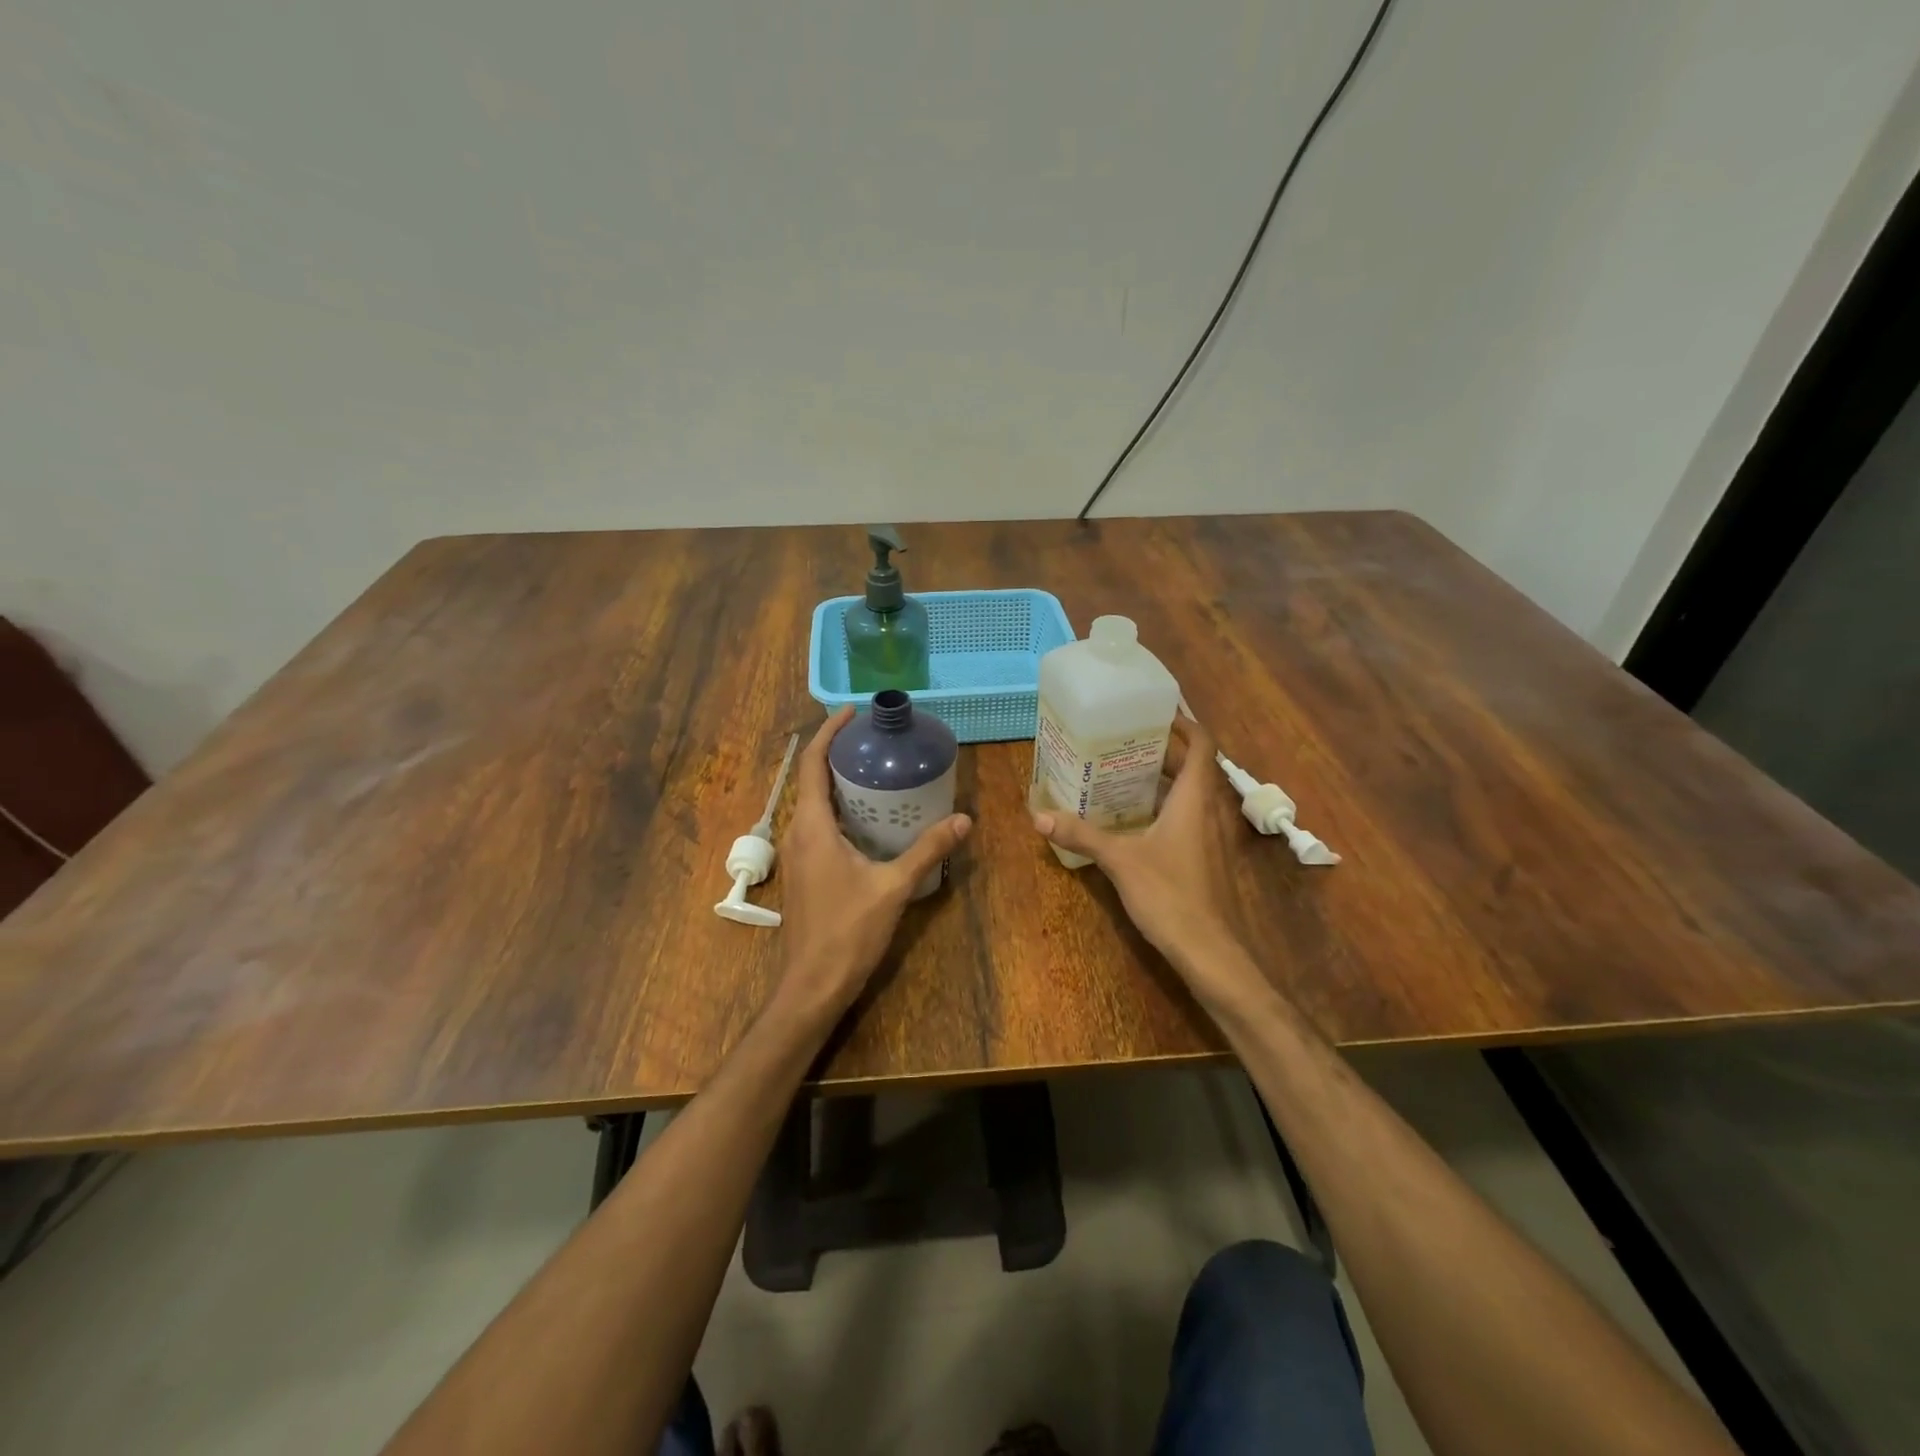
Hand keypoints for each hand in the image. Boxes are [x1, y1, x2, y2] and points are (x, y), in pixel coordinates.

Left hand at [776, 707, 970, 1018]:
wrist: (812, 985)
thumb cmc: (848, 932)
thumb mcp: (893, 888)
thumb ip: (927, 850)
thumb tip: (965, 820)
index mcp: (812, 827)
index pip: (813, 765)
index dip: (829, 733)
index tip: (853, 712)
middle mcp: (798, 834)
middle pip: (812, 780)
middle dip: (838, 755)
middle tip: (876, 741)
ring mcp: (797, 855)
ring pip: (814, 805)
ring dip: (838, 784)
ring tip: (876, 772)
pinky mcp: (804, 872)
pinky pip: (817, 826)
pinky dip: (839, 810)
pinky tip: (869, 820)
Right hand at [1032, 715, 1263, 1008]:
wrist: (1211, 952)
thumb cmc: (1171, 895)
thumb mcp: (1120, 861)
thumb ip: (1082, 834)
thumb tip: (1038, 815)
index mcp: (1195, 798)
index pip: (1202, 744)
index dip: (1183, 723)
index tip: (1153, 713)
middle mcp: (1210, 810)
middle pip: (1194, 766)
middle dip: (1163, 750)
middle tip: (1123, 741)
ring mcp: (1212, 836)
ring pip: (1192, 793)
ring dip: (1165, 778)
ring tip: (1123, 772)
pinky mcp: (1207, 857)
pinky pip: (1189, 816)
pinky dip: (1166, 805)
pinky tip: (1135, 818)